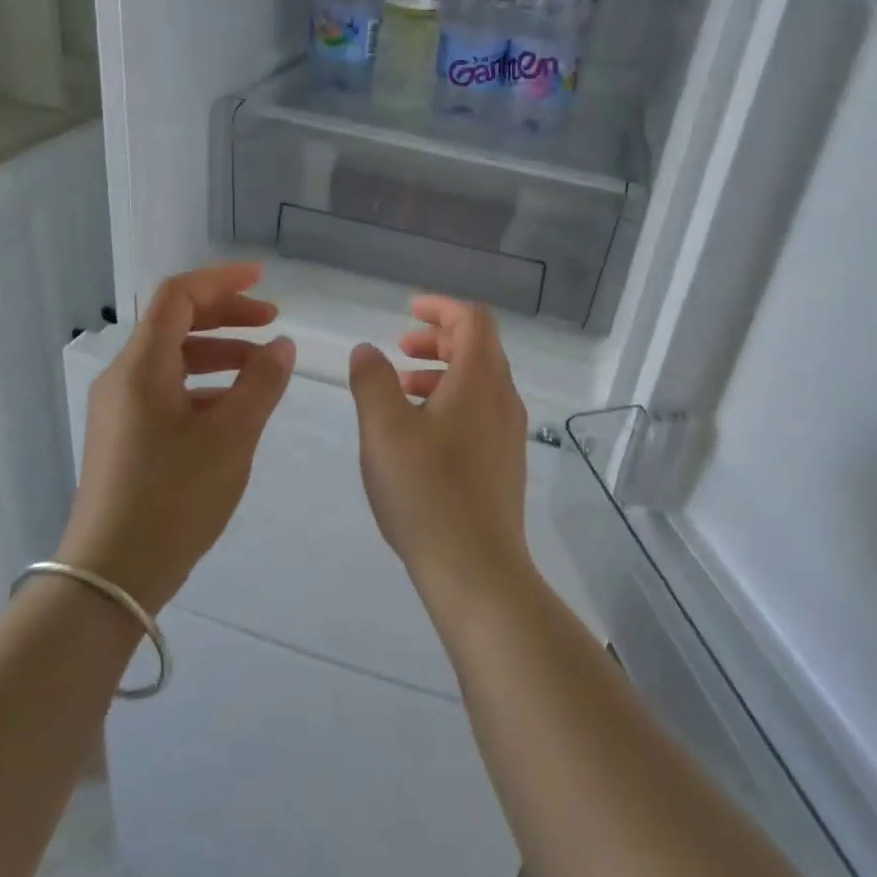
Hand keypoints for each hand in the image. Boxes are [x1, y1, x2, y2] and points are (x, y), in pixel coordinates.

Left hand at [63, 263, 294, 612]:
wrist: (112, 575)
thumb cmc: (175, 498)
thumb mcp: (232, 437)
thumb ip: (262, 383)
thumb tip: (282, 346)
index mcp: (142, 367)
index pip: (177, 296)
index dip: (221, 281)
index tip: (264, 281)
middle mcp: (124, 378)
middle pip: (175, 323)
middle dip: (226, 316)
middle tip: (272, 324)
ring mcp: (120, 409)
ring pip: (173, 359)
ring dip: (220, 352)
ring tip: (264, 369)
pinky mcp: (125, 436)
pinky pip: (168, 390)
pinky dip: (205, 384)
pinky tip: (236, 408)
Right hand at [347, 295, 533, 606]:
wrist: (476, 569)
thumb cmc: (426, 491)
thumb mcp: (384, 429)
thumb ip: (372, 381)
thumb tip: (368, 351)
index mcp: (480, 380)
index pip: (473, 320)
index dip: (441, 307)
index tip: (408, 311)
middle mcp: (503, 399)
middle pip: (479, 348)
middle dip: (439, 340)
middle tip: (401, 349)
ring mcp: (508, 434)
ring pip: (479, 383)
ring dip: (442, 373)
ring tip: (402, 389)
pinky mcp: (504, 464)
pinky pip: (481, 413)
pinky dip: (451, 403)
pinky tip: (420, 434)